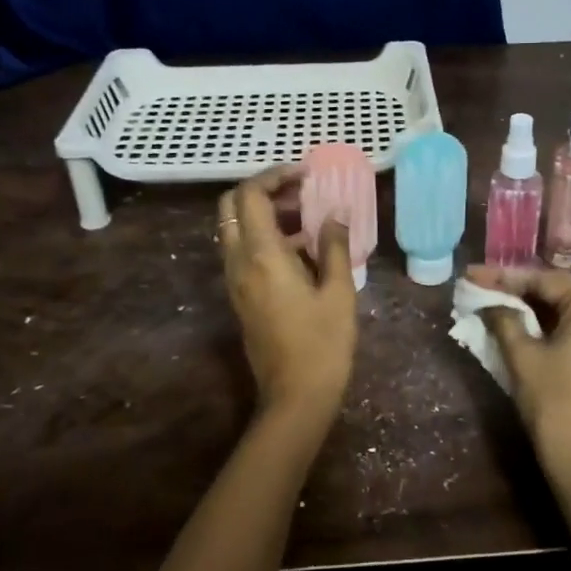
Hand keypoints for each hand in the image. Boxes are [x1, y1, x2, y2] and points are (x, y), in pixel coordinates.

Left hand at [219, 167, 356, 423]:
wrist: (295, 396)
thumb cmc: (323, 344)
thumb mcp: (339, 292)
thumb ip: (335, 247)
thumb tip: (334, 215)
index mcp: (262, 256)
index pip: (250, 196)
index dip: (274, 176)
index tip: (305, 174)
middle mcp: (239, 263)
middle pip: (231, 207)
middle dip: (262, 190)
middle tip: (299, 191)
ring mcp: (235, 281)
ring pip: (234, 229)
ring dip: (262, 213)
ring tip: (306, 216)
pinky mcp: (240, 296)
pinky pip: (241, 251)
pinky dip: (262, 236)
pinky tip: (300, 248)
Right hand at [465, 265, 570, 516]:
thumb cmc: (552, 400)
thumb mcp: (522, 356)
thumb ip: (504, 320)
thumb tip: (489, 303)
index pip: (546, 280)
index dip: (506, 276)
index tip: (474, 275)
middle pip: (558, 291)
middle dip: (518, 288)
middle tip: (482, 285)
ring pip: (564, 311)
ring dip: (530, 307)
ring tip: (494, 301)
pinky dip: (545, 325)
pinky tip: (517, 325)